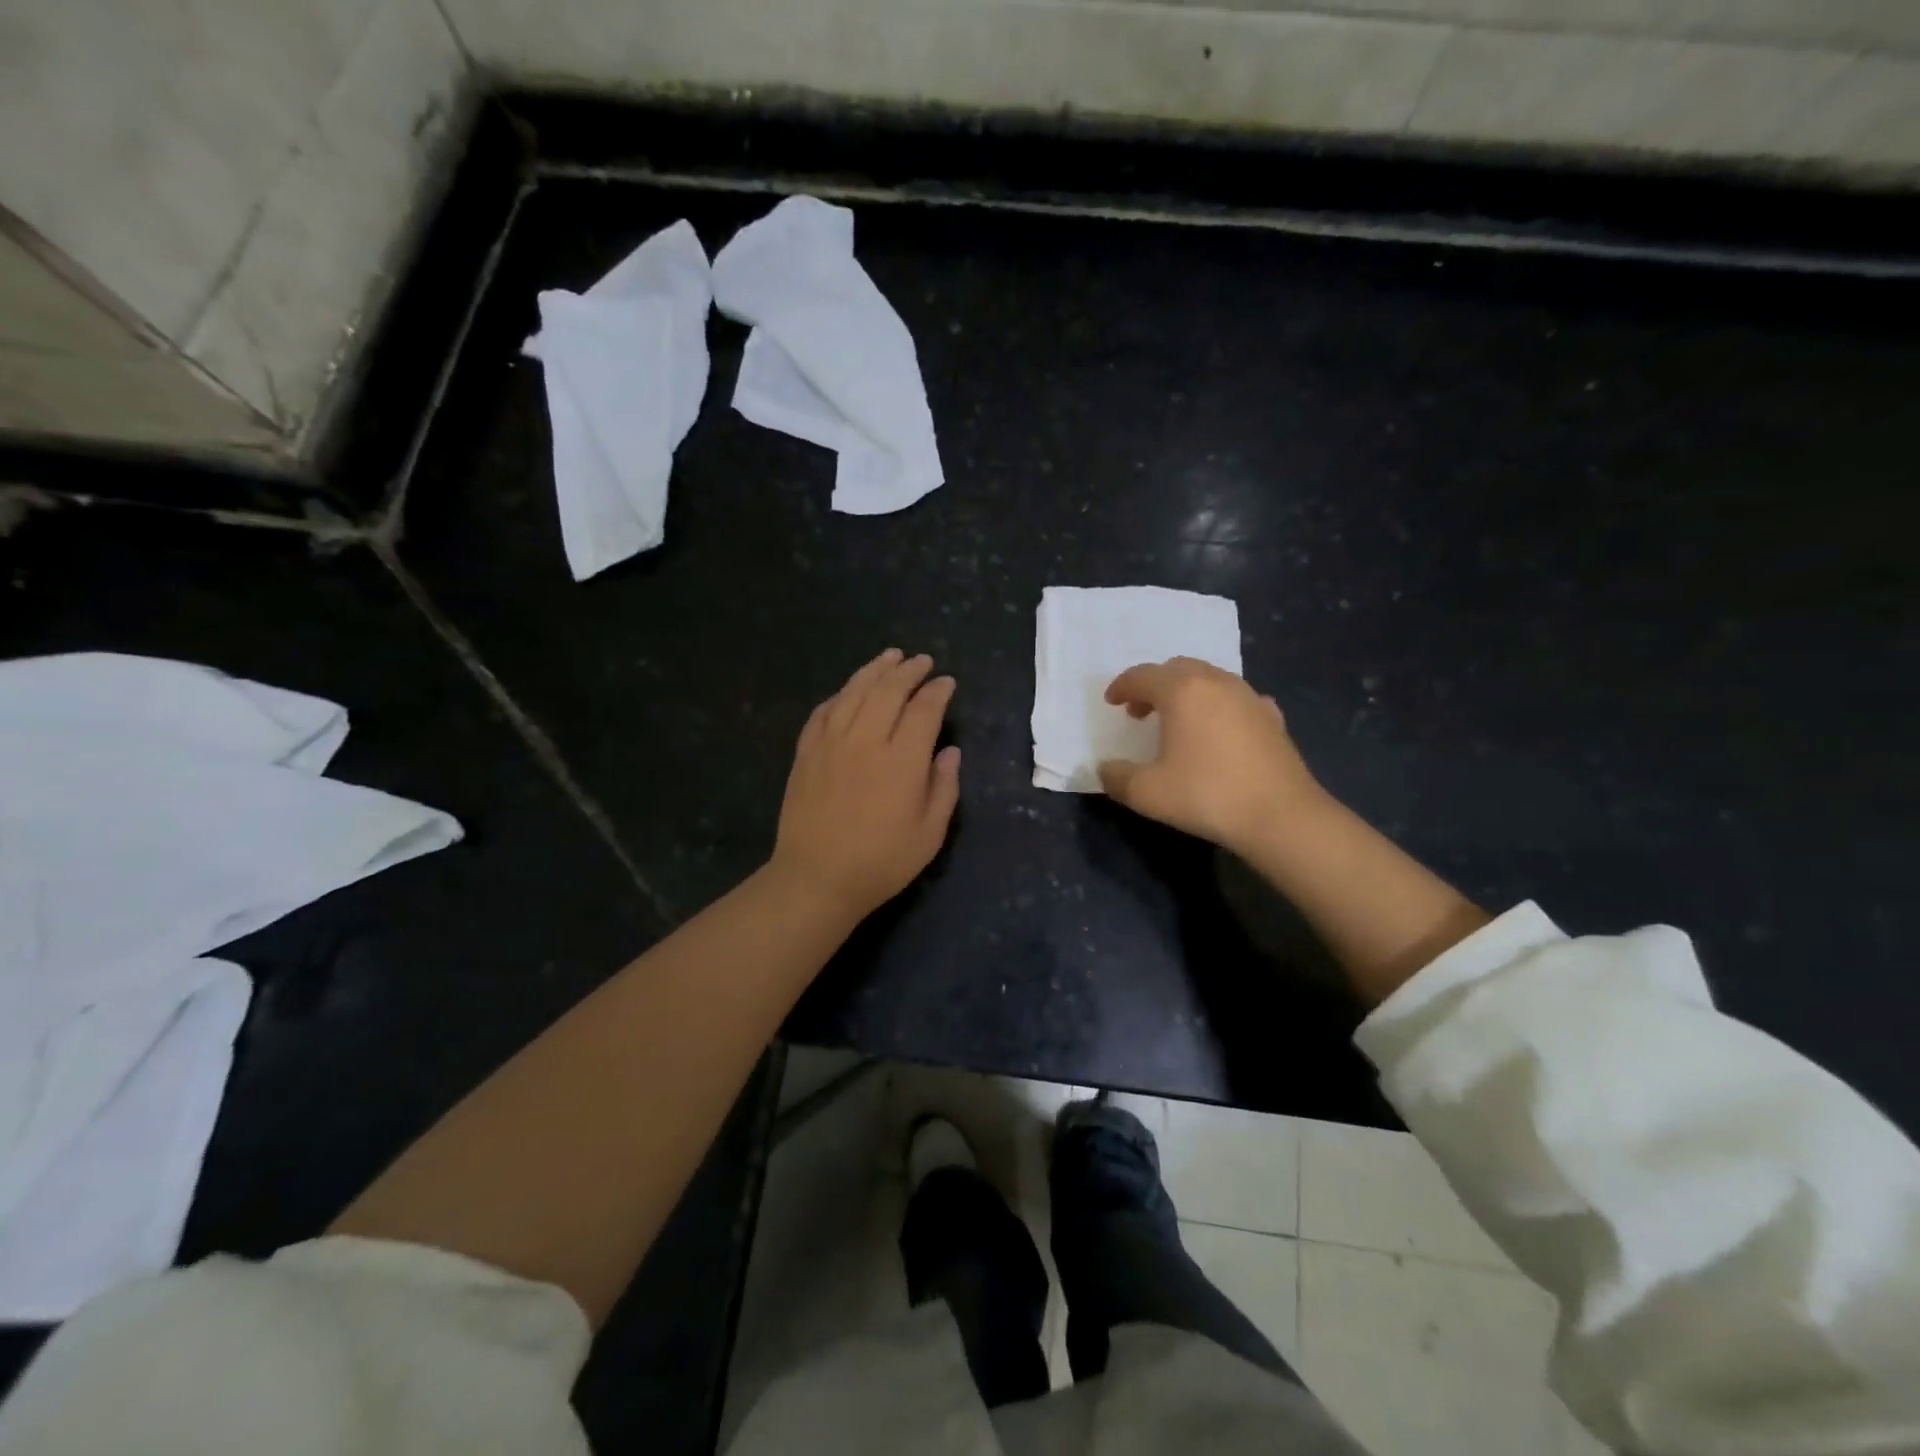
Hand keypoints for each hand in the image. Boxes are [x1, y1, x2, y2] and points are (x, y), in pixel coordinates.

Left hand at [771, 648, 961, 922]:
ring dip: (875, 670)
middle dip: (909, 671)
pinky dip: (841, 694)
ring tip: (890, 657)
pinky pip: (825, 710)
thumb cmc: (881, 862)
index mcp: (902, 760)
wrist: (816, 878)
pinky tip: (850, 690)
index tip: (947, 683)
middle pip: (888, 690)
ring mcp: (831, 743)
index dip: (938, 692)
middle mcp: (866, 740)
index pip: (923, 710)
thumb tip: (950, 751)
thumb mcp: (929, 834)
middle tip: (922, 661)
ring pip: (854, 691)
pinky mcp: (807, 752)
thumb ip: (944, 787)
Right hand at [1098, 657, 1321, 854]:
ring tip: (1177, 722)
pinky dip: (1219, 707)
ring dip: (1186, 693)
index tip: (1111, 702)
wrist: (1280, 816)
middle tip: (1140, 712)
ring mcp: (1249, 697)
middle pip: (1177, 669)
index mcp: (1182, 691)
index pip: (1143, 676)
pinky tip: (1220, 729)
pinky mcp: (1272, 717)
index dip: (1122, 686)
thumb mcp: (1147, 793)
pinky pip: (1237, 699)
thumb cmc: (1207, 795)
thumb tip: (1105, 769)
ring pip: (1210, 679)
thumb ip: (1117, 777)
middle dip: (1154, 685)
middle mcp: (1216, 682)